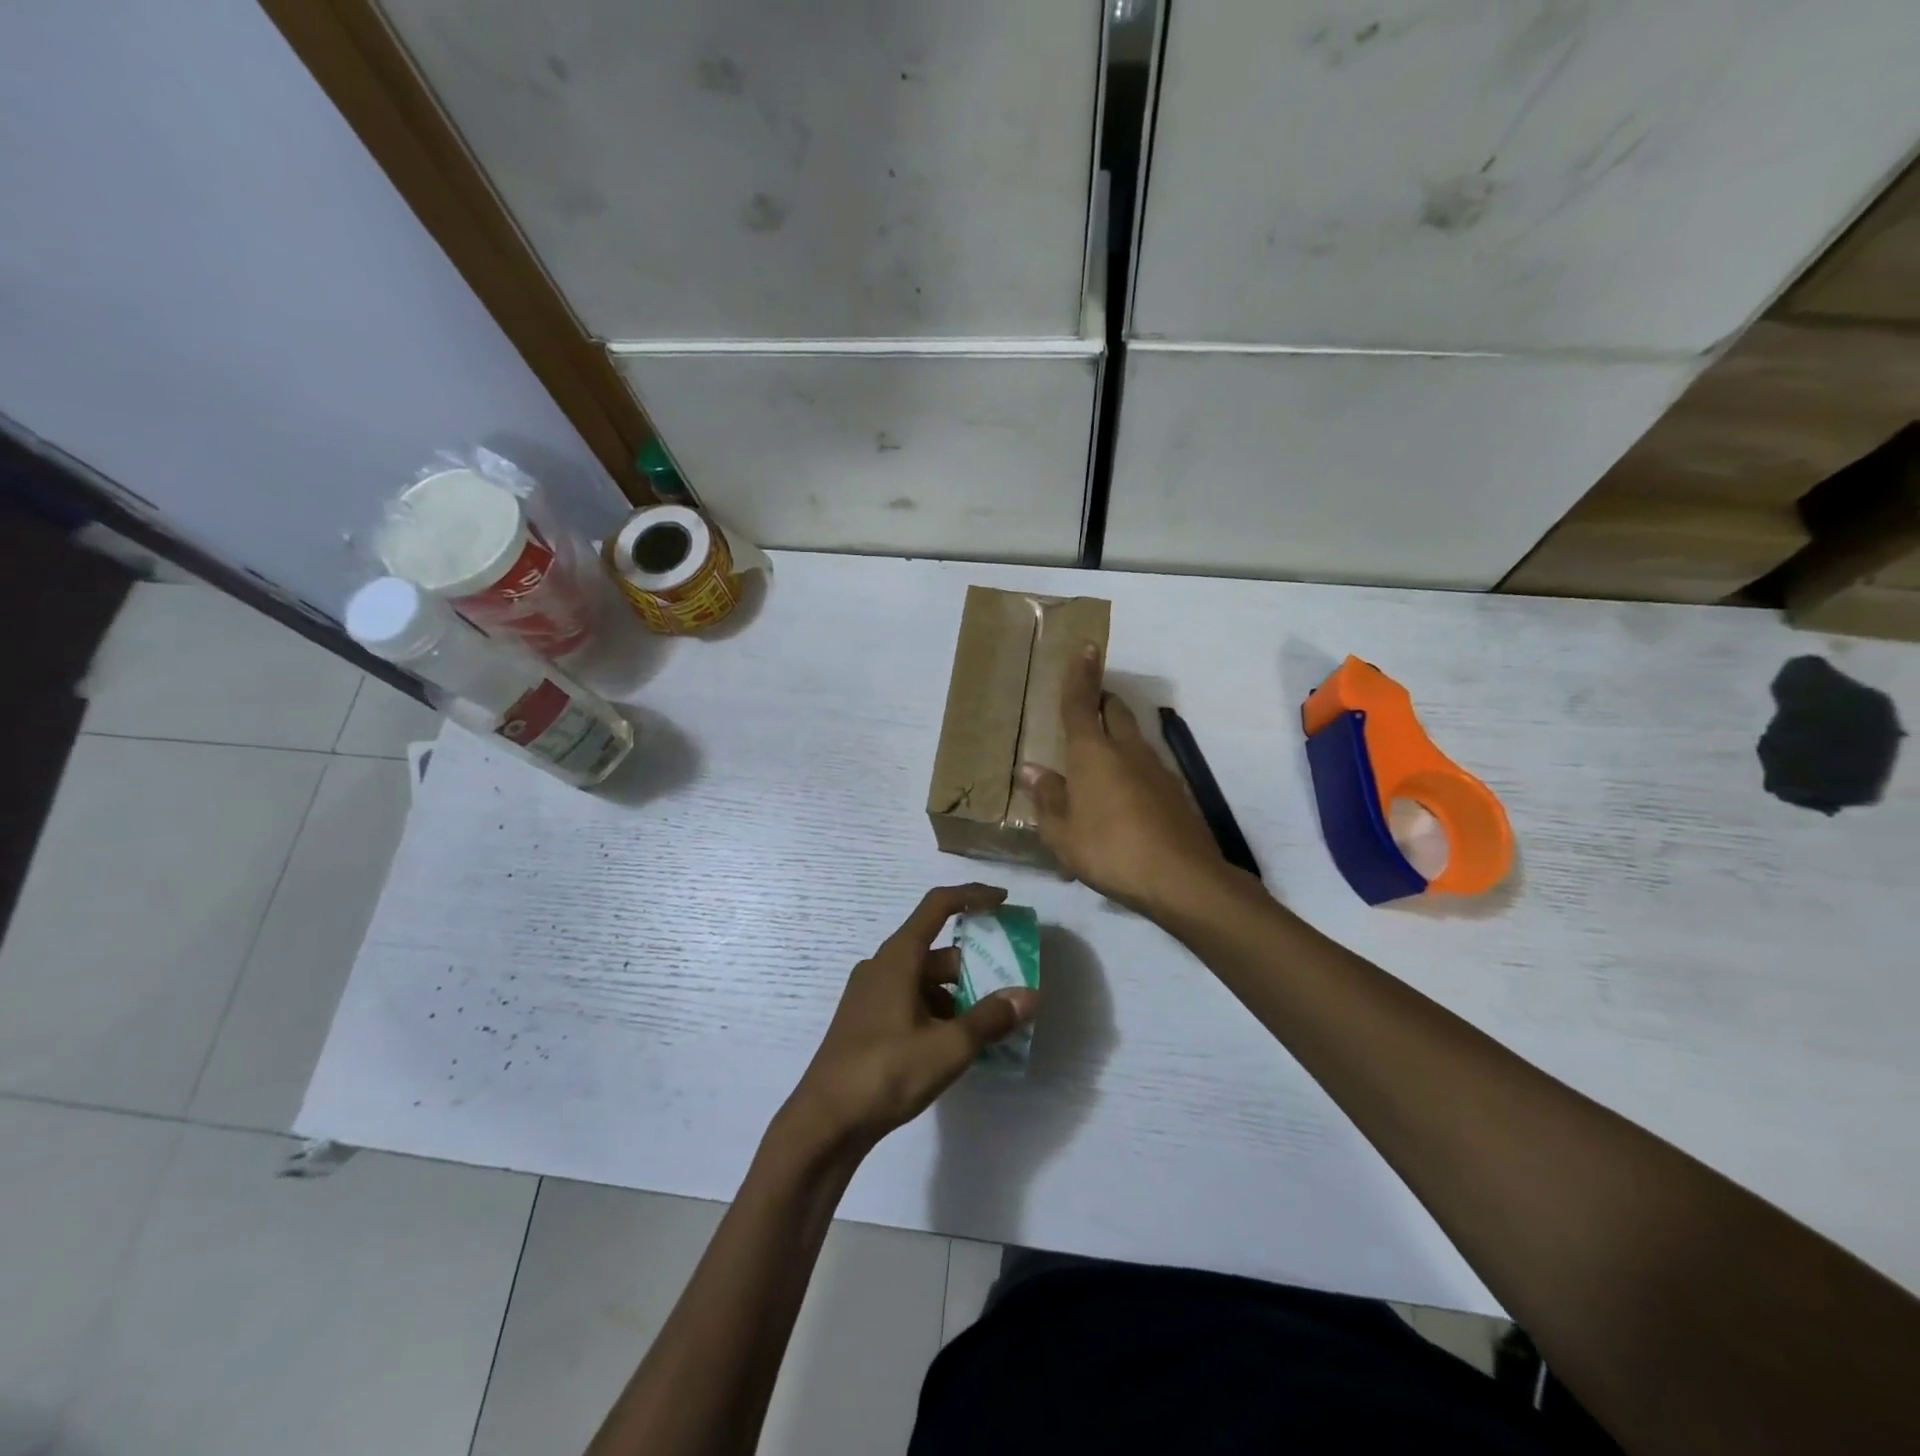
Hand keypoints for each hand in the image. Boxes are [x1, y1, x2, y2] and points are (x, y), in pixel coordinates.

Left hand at [781, 885, 1038, 1153]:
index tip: (1004, 900)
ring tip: (990, 1026)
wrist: (824, 1123)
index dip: (973, 895)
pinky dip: (937, 1013)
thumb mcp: (947, 1048)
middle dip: (974, 966)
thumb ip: (990, 1019)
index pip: (938, 905)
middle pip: (937, 951)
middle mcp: (882, 966)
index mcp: (897, 957)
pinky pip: (911, 1001)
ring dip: (957, 995)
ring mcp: (870, 995)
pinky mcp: (866, 1021)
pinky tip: (955, 1046)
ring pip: (925, 980)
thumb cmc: (885, 1073)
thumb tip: (1029, 995)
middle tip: (1009, 989)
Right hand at [1020, 645, 1243, 918]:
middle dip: (1101, 699)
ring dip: (1117, 734)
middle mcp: (1127, 751)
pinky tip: (1123, 796)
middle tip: (1086, 705)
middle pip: (1114, 711)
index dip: (1080, 675)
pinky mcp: (1175, 791)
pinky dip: (1131, 766)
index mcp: (1092, 754)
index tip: (1087, 646)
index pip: (1081, 704)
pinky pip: (1147, 765)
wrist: (1182, 880)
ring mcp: (1157, 769)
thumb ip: (1048, 798)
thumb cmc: (1109, 852)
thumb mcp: (1062, 833)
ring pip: (1134, 736)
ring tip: (1099, 759)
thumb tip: (1032, 769)